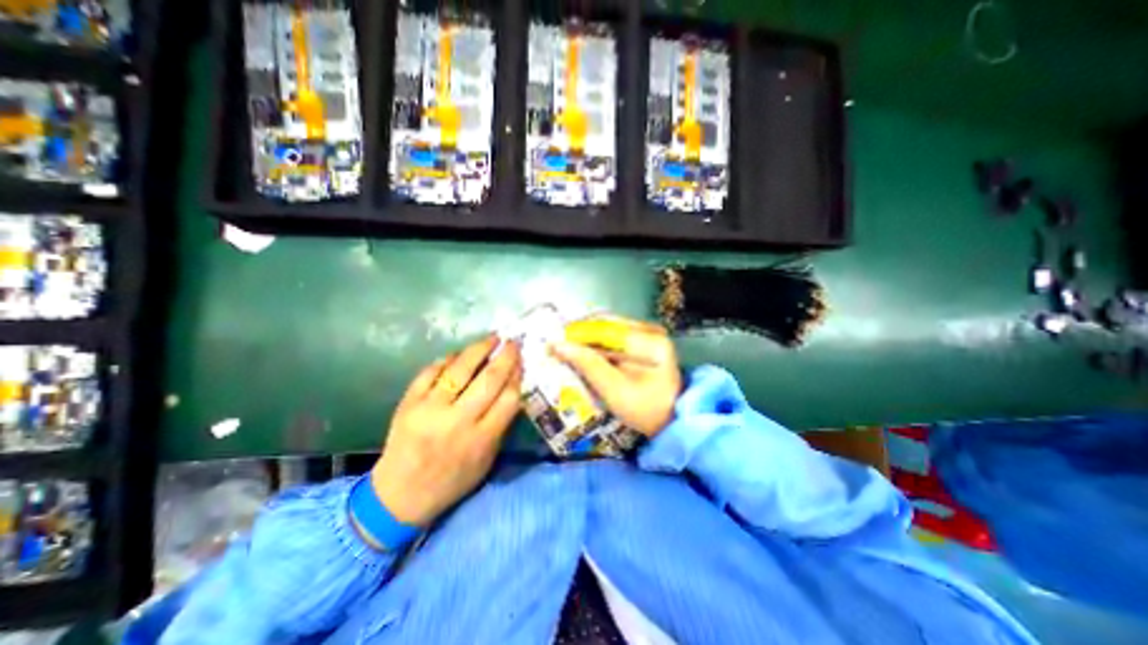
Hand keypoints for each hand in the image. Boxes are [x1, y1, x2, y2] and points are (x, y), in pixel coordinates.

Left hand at [370, 335, 523, 526]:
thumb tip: (511, 388)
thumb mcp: (486, 459)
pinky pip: (431, 372)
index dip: (518, 376)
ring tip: (492, 338)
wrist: (400, 495)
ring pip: (460, 370)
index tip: (521, 362)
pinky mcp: (409, 403)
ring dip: (479, 349)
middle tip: (513, 342)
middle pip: (489, 379)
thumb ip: (501, 425)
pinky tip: (459, 354)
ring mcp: (430, 410)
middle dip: (506, 357)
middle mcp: (458, 421)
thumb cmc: (452, 480)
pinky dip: (447, 359)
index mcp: (481, 439)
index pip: (509, 398)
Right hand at [548, 315, 673, 436]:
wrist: (670, 420)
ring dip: (589, 340)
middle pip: (607, 324)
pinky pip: (615, 336)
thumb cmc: (644, 409)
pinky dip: (599, 345)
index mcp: (649, 340)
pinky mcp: (645, 341)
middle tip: (560, 349)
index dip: (578, 333)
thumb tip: (557, 345)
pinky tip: (588, 356)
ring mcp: (649, 334)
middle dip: (582, 336)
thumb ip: (588, 364)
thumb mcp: (614, 390)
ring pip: (609, 329)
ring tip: (570, 353)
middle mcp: (650, 330)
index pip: (605, 327)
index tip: (555, 343)